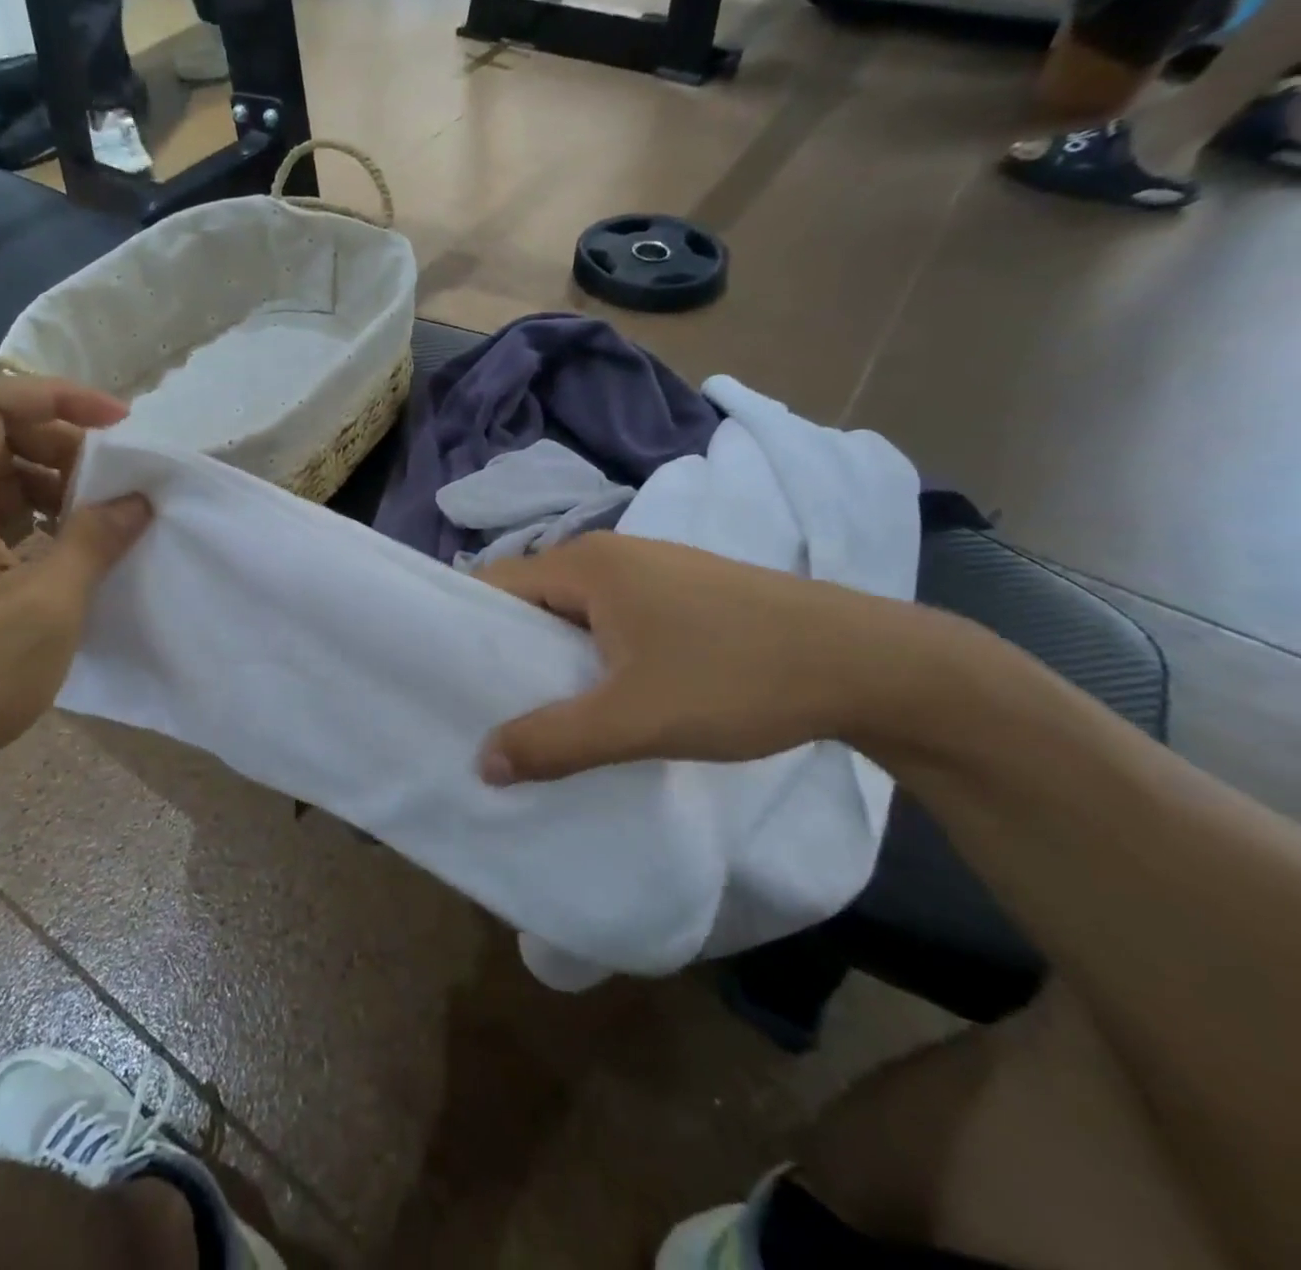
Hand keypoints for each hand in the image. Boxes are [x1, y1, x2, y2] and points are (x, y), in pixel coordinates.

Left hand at [0, 375, 149, 805]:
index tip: (119, 426)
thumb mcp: (49, 607)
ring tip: (100, 519)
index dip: (58, 397)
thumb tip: (137, 500)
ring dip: (51, 484)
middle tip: (117, 482)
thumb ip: (96, 540)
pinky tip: (67, 553)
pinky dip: (32, 518)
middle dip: (63, 443)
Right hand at [475, 533, 930, 782]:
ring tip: (541, 711)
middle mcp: (610, 554)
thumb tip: (484, 764)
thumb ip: (554, 742)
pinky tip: (605, 695)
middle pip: (531, 598)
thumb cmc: (738, 677)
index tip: (449, 680)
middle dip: (508, 650)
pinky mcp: (681, 593)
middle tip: (489, 708)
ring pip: (573, 611)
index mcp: (586, 564)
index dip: (466, 629)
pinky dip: (592, 653)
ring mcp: (651, 570)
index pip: (494, 584)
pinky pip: (610, 618)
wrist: (868, 663)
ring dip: (553, 656)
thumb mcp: (636, 719)